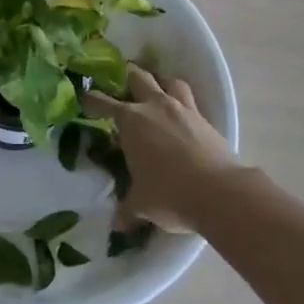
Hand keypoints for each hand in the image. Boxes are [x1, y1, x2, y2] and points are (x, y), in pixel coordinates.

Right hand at [85, 66, 243, 231]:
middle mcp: (154, 106)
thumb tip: (117, 225)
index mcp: (130, 121)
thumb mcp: (141, 204)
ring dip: (160, 83)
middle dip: (127, 78)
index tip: (85, 98)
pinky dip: (183, 102)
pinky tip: (182, 115)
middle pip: (138, 78)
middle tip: (122, 85)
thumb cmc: (169, 194)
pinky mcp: (205, 119)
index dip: (91, 100)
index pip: (102, 103)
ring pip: (169, 81)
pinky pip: (191, 100)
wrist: (219, 192)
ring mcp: (183, 109)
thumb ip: (127, 209)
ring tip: (157, 91)